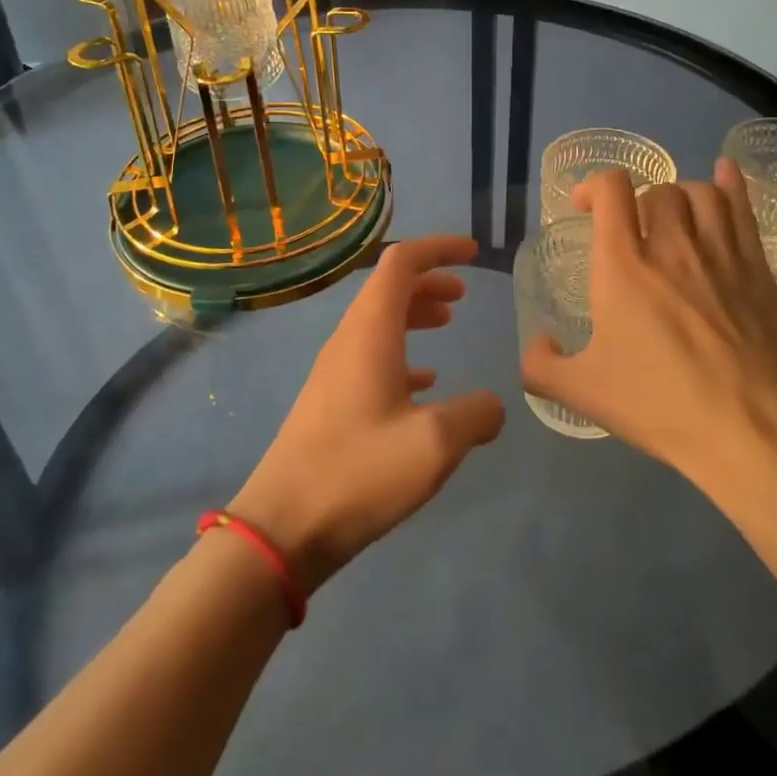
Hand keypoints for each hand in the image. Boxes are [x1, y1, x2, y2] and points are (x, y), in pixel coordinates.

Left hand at [230, 235, 505, 595]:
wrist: (283, 527)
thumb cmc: (359, 472)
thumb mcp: (435, 444)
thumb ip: (476, 416)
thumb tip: (493, 406)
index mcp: (370, 331)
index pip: (401, 262)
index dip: (438, 248)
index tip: (473, 252)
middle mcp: (349, 340)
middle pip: (389, 288)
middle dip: (429, 280)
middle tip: (464, 293)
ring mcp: (335, 370)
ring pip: (380, 321)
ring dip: (415, 313)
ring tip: (448, 322)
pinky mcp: (331, 401)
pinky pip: (371, 355)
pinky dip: (402, 352)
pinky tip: (424, 382)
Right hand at [522, 161, 776, 489]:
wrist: (753, 431)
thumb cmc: (662, 405)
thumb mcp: (584, 395)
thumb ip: (542, 367)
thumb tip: (538, 344)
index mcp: (624, 266)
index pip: (612, 190)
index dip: (595, 185)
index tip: (586, 207)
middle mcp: (671, 245)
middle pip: (657, 190)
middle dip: (638, 202)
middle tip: (632, 231)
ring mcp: (720, 253)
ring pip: (700, 192)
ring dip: (680, 196)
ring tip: (673, 217)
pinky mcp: (758, 268)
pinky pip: (743, 207)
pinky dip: (731, 183)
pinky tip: (726, 172)